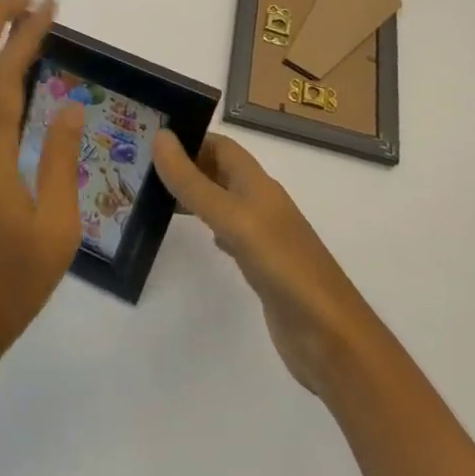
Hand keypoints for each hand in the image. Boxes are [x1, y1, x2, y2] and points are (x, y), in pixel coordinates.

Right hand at [156, 132, 365, 399]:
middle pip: (219, 170)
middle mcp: (261, 203)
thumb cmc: (282, 266)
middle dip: (186, 165)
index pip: (220, 145)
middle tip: (143, 169)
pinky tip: (196, 236)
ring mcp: (263, 236)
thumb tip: (159, 136)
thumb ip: (193, 182)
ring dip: (194, 194)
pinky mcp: (262, 267)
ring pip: (222, 201)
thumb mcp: (231, 218)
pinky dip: (208, 226)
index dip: (189, 139)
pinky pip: (229, 233)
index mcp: (257, 184)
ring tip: (157, 198)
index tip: (149, 141)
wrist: (331, 339)